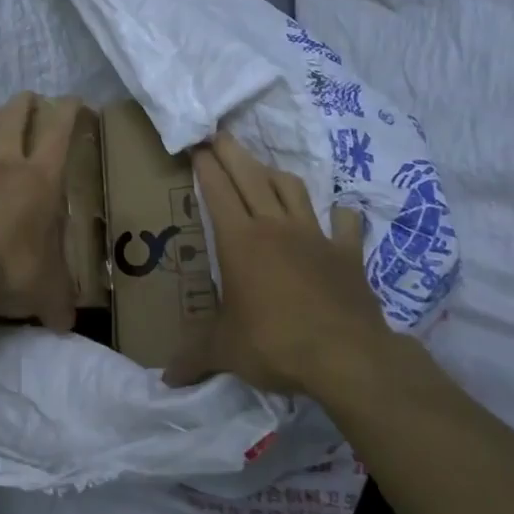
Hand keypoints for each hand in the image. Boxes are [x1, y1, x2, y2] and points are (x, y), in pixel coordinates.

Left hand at [0, 92, 84, 330]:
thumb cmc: (10, 269)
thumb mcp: (45, 292)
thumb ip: (58, 305)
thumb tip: (66, 326)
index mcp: (41, 179)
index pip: (59, 132)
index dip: (69, 111)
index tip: (76, 101)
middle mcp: (7, 164)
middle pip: (15, 116)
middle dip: (27, 103)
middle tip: (33, 99)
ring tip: (1, 118)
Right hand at [164, 132, 396, 397]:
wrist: (345, 355)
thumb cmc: (274, 343)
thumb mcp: (225, 351)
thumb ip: (194, 358)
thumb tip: (166, 379)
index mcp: (240, 241)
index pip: (218, 190)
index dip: (205, 165)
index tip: (196, 144)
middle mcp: (275, 227)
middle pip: (251, 175)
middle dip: (232, 151)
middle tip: (219, 134)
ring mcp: (315, 236)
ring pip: (292, 189)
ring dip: (275, 174)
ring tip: (264, 169)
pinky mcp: (347, 253)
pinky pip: (344, 223)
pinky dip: (340, 214)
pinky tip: (339, 212)